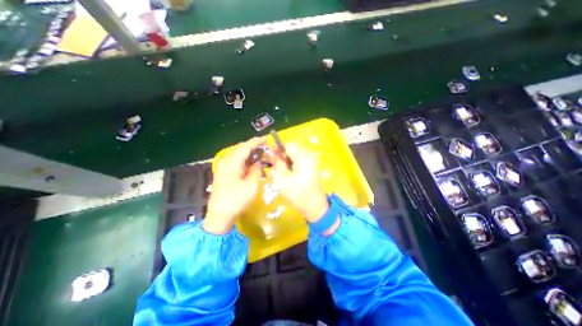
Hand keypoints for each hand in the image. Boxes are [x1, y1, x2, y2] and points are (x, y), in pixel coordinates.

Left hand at [204, 136, 265, 233]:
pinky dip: (245, 160)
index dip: (256, 142)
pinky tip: (252, 163)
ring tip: (261, 155)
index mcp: (231, 162)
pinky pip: (236, 161)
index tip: (266, 139)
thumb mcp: (251, 185)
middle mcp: (225, 161)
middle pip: (241, 149)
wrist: (219, 216)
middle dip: (254, 147)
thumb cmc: (237, 200)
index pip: (245, 147)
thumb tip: (258, 162)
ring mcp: (223, 166)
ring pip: (238, 155)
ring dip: (250, 154)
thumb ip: (256, 169)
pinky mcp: (223, 172)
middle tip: (266, 149)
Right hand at [270, 145, 329, 223]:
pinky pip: (301, 160)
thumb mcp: (283, 179)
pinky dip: (293, 163)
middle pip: (293, 148)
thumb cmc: (297, 193)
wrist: (314, 205)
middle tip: (274, 163)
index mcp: (303, 157)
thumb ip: (277, 164)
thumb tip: (273, 155)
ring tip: (281, 169)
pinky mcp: (313, 166)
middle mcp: (310, 156)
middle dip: (282, 154)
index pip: (288, 145)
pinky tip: (289, 172)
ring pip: (296, 154)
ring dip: (287, 159)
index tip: (270, 154)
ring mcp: (313, 161)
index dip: (278, 148)